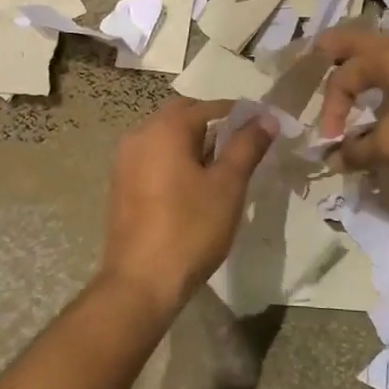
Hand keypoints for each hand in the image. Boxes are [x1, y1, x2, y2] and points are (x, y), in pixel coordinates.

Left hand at [101, 97, 274, 314]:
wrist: (141, 282)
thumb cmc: (190, 229)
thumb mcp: (228, 186)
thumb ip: (247, 146)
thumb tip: (266, 118)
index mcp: (164, 129)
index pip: (207, 106)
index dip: (238, 113)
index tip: (263, 126)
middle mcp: (139, 135)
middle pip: (182, 116)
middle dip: (214, 125)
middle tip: (243, 145)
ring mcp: (125, 160)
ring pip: (166, 138)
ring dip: (194, 143)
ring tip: (222, 167)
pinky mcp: (121, 184)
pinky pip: (153, 158)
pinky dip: (175, 160)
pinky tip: (194, 186)